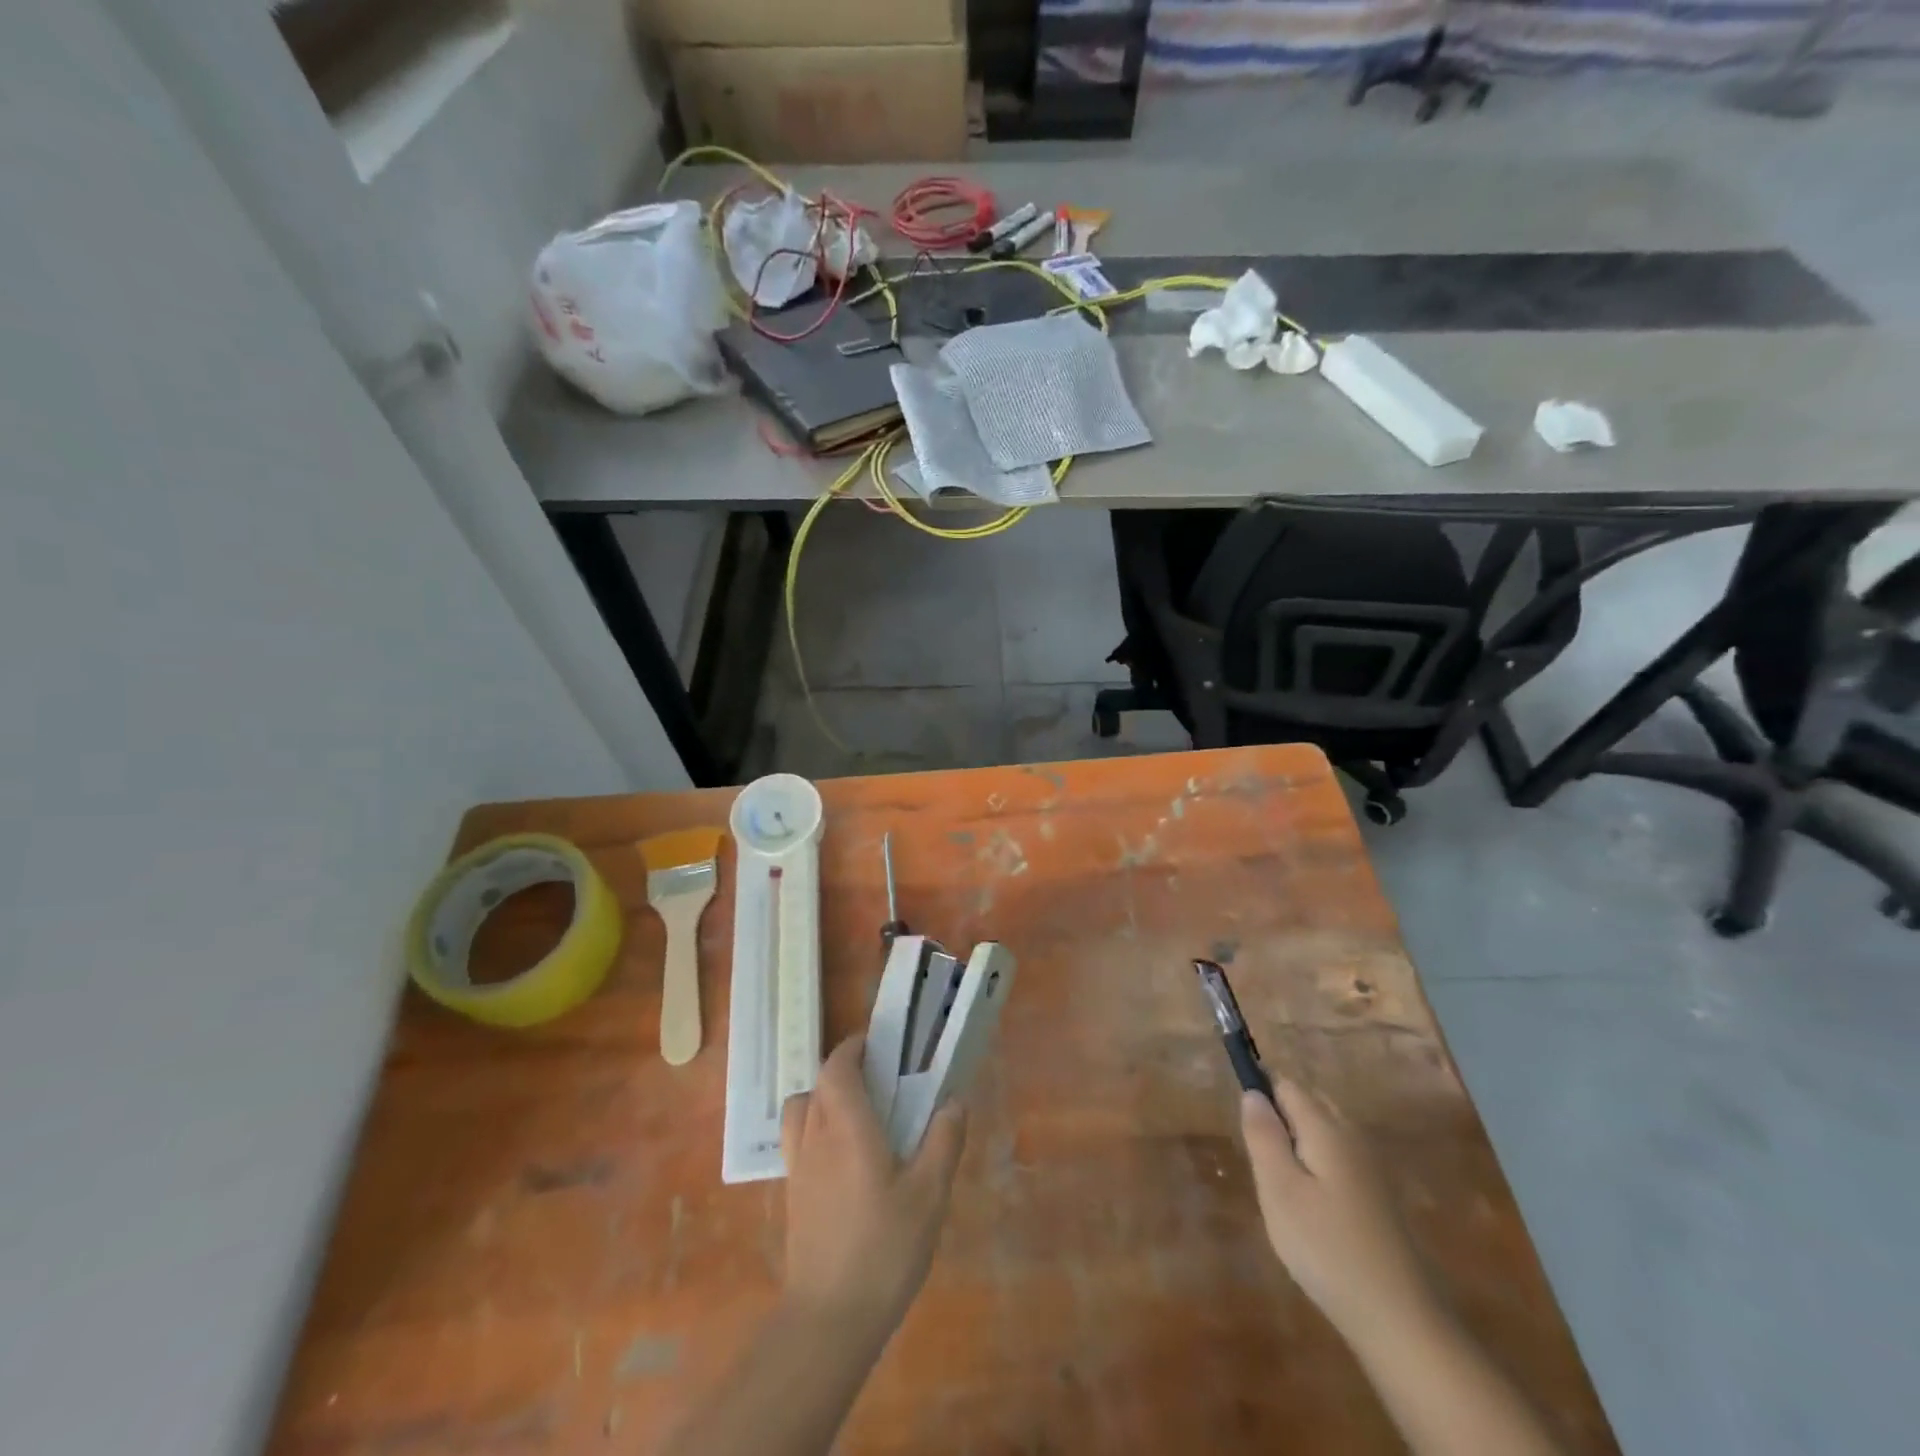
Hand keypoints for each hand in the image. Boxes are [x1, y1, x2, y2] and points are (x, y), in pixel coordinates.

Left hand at [780, 1034, 966, 1347]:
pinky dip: (816, 1128)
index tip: (878, 1045)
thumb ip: (943, 1141)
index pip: (837, 1067)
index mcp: (847, 1127)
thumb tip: (953, 1100)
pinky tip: (844, 1157)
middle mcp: (816, 1136)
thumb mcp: (929, 1195)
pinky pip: (798, 1140)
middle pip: (819, 1083)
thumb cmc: (884, 1249)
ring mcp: (799, 1166)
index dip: (853, 1048)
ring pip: (801, 1109)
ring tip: (858, 1113)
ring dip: (824, 1097)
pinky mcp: (794, 1194)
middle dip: (845, 1070)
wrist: (829, 1319)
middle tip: (881, 1078)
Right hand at [1240, 1081, 1435, 1343]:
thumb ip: (1263, 1136)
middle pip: (1309, 1102)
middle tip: (1262, 1164)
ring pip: (1325, 1131)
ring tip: (1283, 1189)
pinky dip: (1318, 1167)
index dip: (1260, 1093)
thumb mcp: (1279, 1191)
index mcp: (1326, 1128)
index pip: (1286, 1084)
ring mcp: (1371, 1167)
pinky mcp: (1379, 1197)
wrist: (1402, 1321)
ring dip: (1299, 1143)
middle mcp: (1352, 1136)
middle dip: (1280, 1116)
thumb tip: (1252, 1092)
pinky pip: (1339, 1158)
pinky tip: (1313, 1210)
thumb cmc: (1328, 1250)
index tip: (1245, 1130)